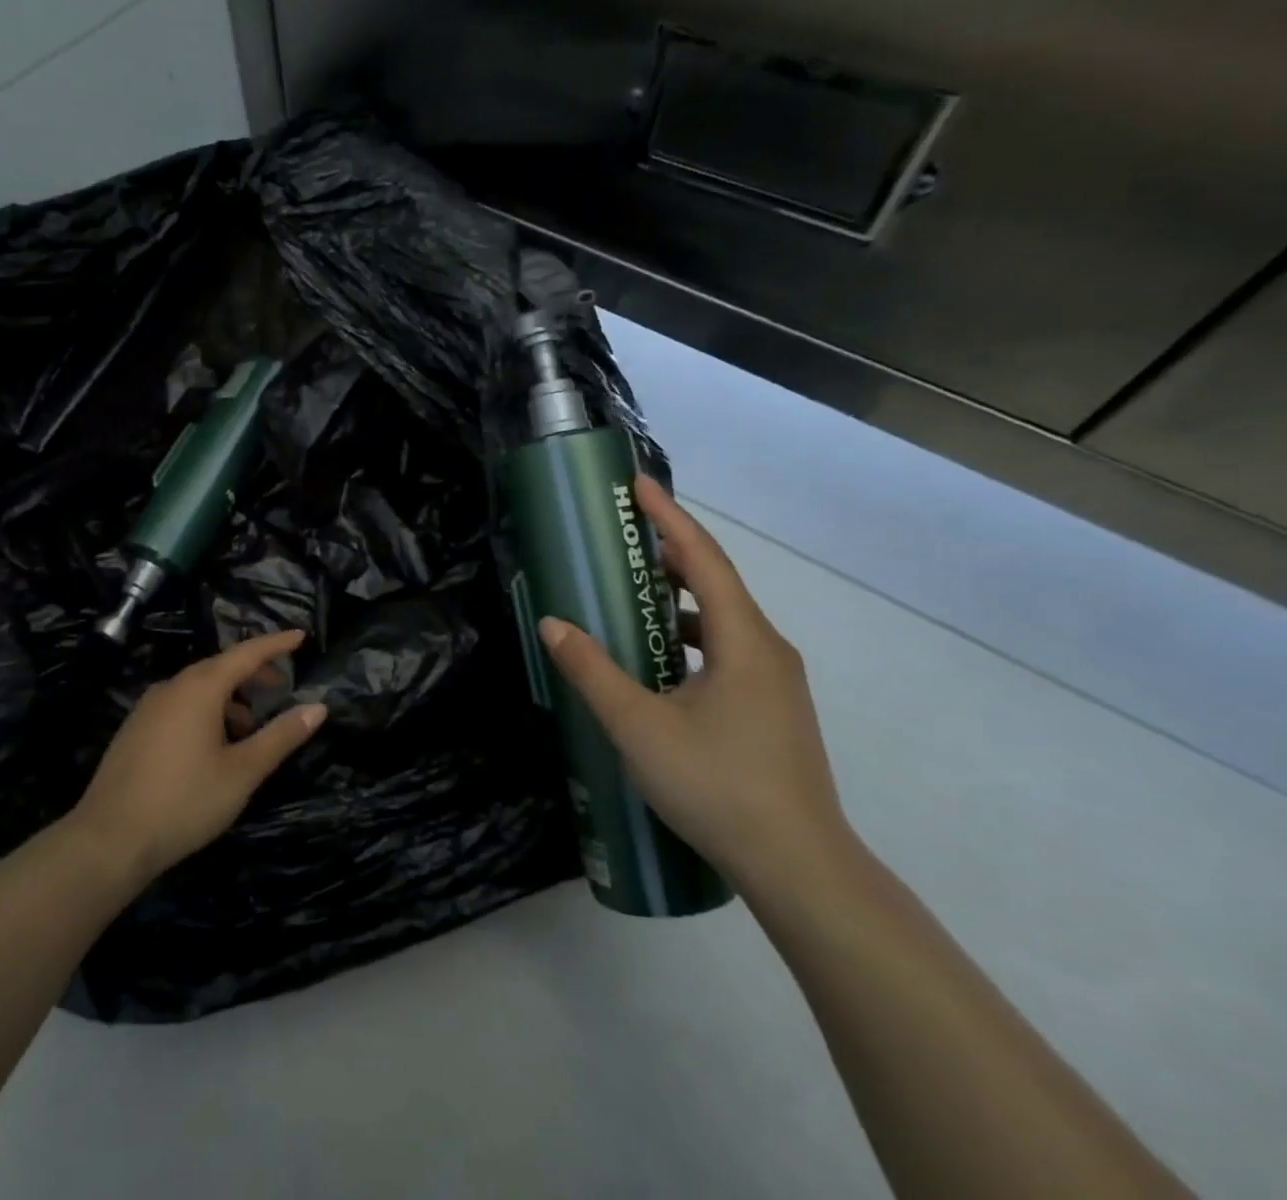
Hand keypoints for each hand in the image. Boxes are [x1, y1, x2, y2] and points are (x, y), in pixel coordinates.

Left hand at [70, 630, 327, 885]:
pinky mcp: (135, 729)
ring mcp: (149, 707)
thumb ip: (281, 736)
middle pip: (221, 667)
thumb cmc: (184, 801)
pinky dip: (206, 710)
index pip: (246, 653)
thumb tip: (318, 707)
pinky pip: (180, 704)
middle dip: (253, 673)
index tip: (301, 636)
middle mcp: (173, 687)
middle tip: (280, 686)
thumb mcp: (242, 772)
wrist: (108, 840)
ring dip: (229, 697)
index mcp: (200, 688)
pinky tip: (213, 745)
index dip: (276, 644)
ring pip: (198, 688)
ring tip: (250, 727)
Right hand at [538, 475, 849, 896]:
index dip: (669, 517)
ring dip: (678, 599)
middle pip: (716, 582)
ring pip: (722, 621)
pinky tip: (658, 661)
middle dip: (669, 553)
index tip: (637, 485)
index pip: (703, 559)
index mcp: (744, 641)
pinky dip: (689, 637)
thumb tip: (553, 624)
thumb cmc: (719, 787)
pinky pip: (726, 650)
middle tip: (623, 536)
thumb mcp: (639, 727)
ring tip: (631, 595)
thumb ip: (593, 672)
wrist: (800, 868)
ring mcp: (775, 682)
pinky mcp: (772, 709)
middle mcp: (767, 650)